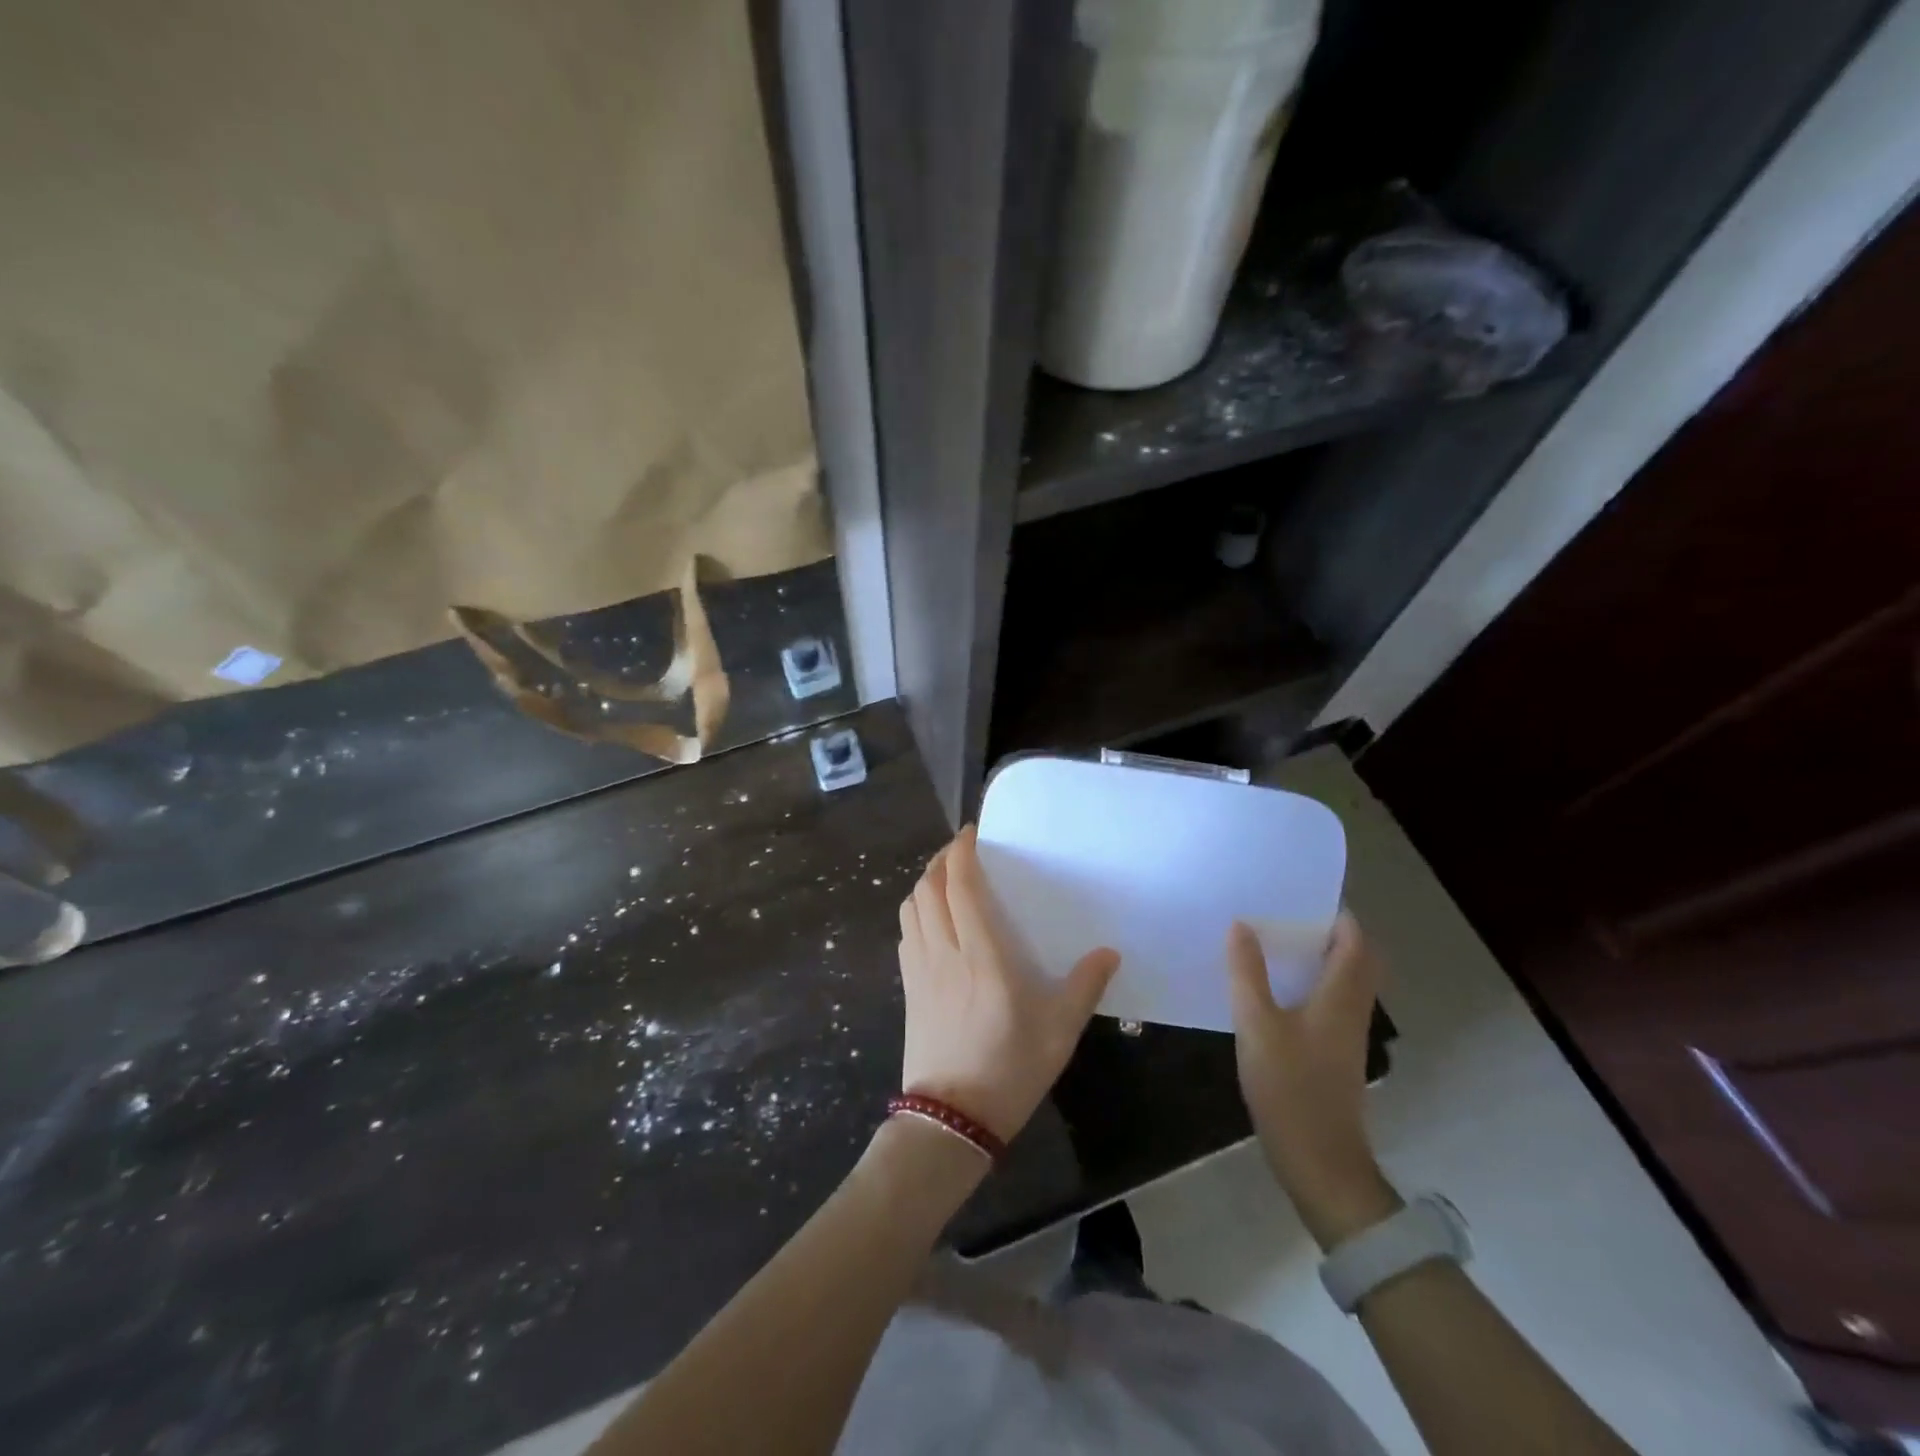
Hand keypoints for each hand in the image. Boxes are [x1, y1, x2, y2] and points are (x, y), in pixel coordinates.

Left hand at [896, 826, 1119, 1143]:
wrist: (951, 1120)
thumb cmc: (1009, 1069)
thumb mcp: (1059, 1030)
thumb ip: (1084, 986)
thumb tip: (1108, 952)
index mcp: (980, 954)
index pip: (960, 886)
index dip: (961, 852)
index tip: (972, 832)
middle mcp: (943, 951)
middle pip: (928, 888)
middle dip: (941, 860)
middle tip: (963, 851)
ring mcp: (919, 969)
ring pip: (910, 907)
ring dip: (925, 883)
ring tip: (947, 878)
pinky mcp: (908, 987)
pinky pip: (906, 932)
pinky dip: (916, 911)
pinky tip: (932, 920)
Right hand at [1228, 911, 1399, 1247]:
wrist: (1318, 1160)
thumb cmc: (1289, 1087)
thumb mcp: (1257, 1025)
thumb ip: (1247, 974)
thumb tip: (1241, 925)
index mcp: (1340, 997)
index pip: (1355, 942)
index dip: (1339, 915)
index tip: (1305, 894)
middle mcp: (1351, 1010)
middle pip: (1357, 960)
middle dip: (1331, 933)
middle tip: (1289, 914)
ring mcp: (1345, 1035)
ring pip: (1345, 982)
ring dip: (1322, 957)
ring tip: (1277, 941)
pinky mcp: (1333, 1054)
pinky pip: (1331, 1002)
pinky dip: (1313, 983)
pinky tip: (1276, 988)